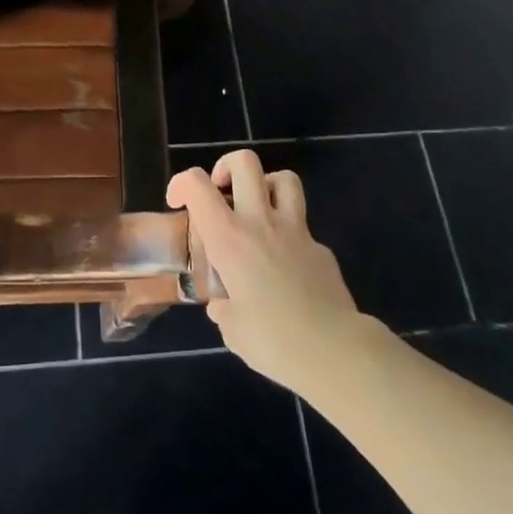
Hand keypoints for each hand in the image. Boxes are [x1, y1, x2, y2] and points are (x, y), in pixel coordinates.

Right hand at [167, 150, 363, 392]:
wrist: (335, 350)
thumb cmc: (274, 341)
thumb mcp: (233, 331)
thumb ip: (224, 309)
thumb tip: (224, 306)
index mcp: (229, 239)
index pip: (197, 186)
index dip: (181, 183)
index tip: (177, 202)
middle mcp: (260, 222)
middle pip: (245, 162)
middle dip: (227, 166)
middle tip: (222, 191)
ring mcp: (296, 230)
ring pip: (284, 179)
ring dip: (266, 186)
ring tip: (257, 210)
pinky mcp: (321, 248)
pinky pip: (302, 227)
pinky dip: (290, 235)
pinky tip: (287, 266)